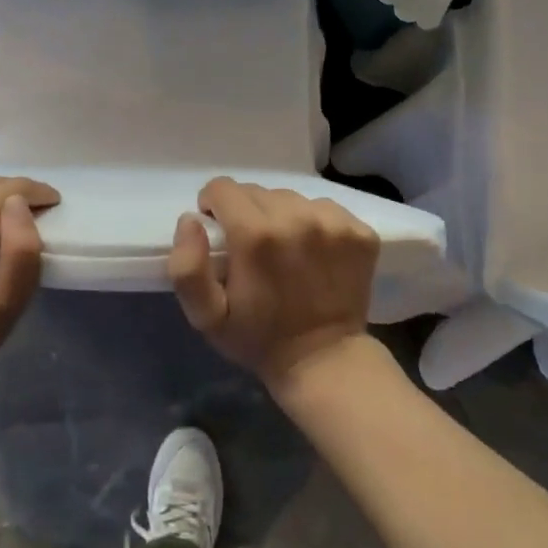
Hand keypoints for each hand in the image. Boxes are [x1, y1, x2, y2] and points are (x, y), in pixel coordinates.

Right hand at [168, 177, 378, 390]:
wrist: (324, 360)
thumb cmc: (258, 337)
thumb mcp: (205, 315)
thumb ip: (187, 266)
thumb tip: (191, 219)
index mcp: (256, 234)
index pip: (222, 188)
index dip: (214, 207)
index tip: (221, 233)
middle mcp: (297, 218)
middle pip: (257, 191)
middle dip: (246, 213)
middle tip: (253, 250)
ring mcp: (334, 223)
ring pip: (291, 198)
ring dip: (281, 217)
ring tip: (285, 251)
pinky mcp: (360, 232)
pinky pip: (324, 209)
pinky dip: (314, 224)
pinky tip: (313, 254)